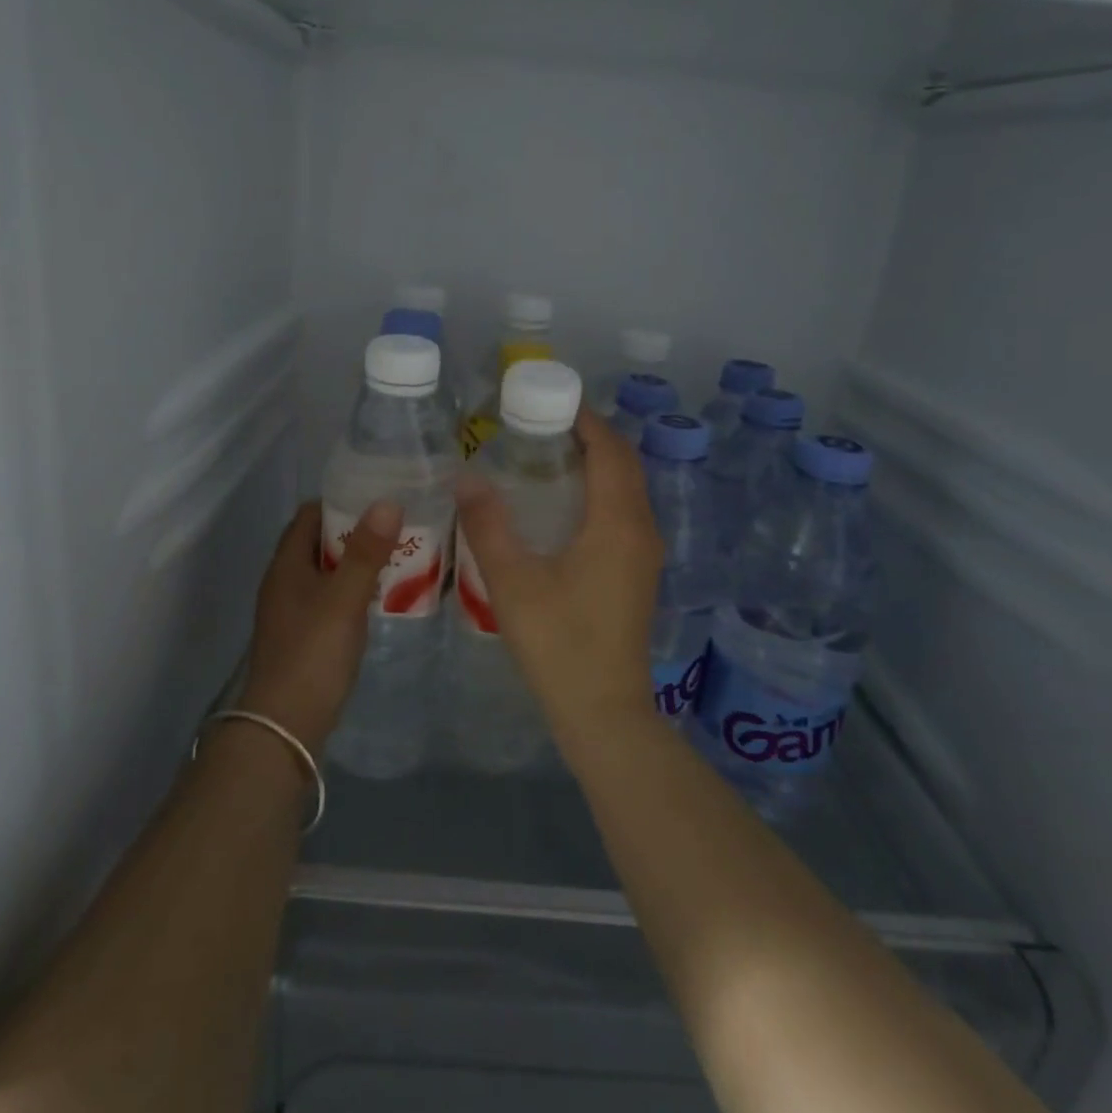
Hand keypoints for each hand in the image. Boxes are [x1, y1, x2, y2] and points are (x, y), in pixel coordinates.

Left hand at [237, 499, 401, 751]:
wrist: (285, 726)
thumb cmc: (313, 653)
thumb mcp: (344, 599)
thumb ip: (366, 552)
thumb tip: (386, 502)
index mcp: (286, 565)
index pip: (309, 515)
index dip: (341, 502)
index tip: (379, 500)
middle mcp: (284, 582)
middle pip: (319, 543)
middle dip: (356, 534)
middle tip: (397, 529)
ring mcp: (292, 611)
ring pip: (327, 572)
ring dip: (357, 564)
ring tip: (397, 559)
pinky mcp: (303, 636)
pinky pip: (330, 599)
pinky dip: (353, 591)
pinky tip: (379, 599)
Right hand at [455, 409, 663, 752]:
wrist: (603, 711)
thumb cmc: (559, 643)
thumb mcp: (513, 582)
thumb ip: (488, 524)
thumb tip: (467, 476)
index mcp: (618, 522)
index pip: (610, 450)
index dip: (585, 419)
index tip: (547, 401)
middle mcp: (641, 529)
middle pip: (623, 464)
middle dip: (589, 436)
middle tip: (538, 425)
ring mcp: (645, 553)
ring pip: (627, 489)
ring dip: (596, 464)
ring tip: (545, 456)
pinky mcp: (638, 573)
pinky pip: (624, 512)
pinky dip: (600, 492)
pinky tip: (561, 506)